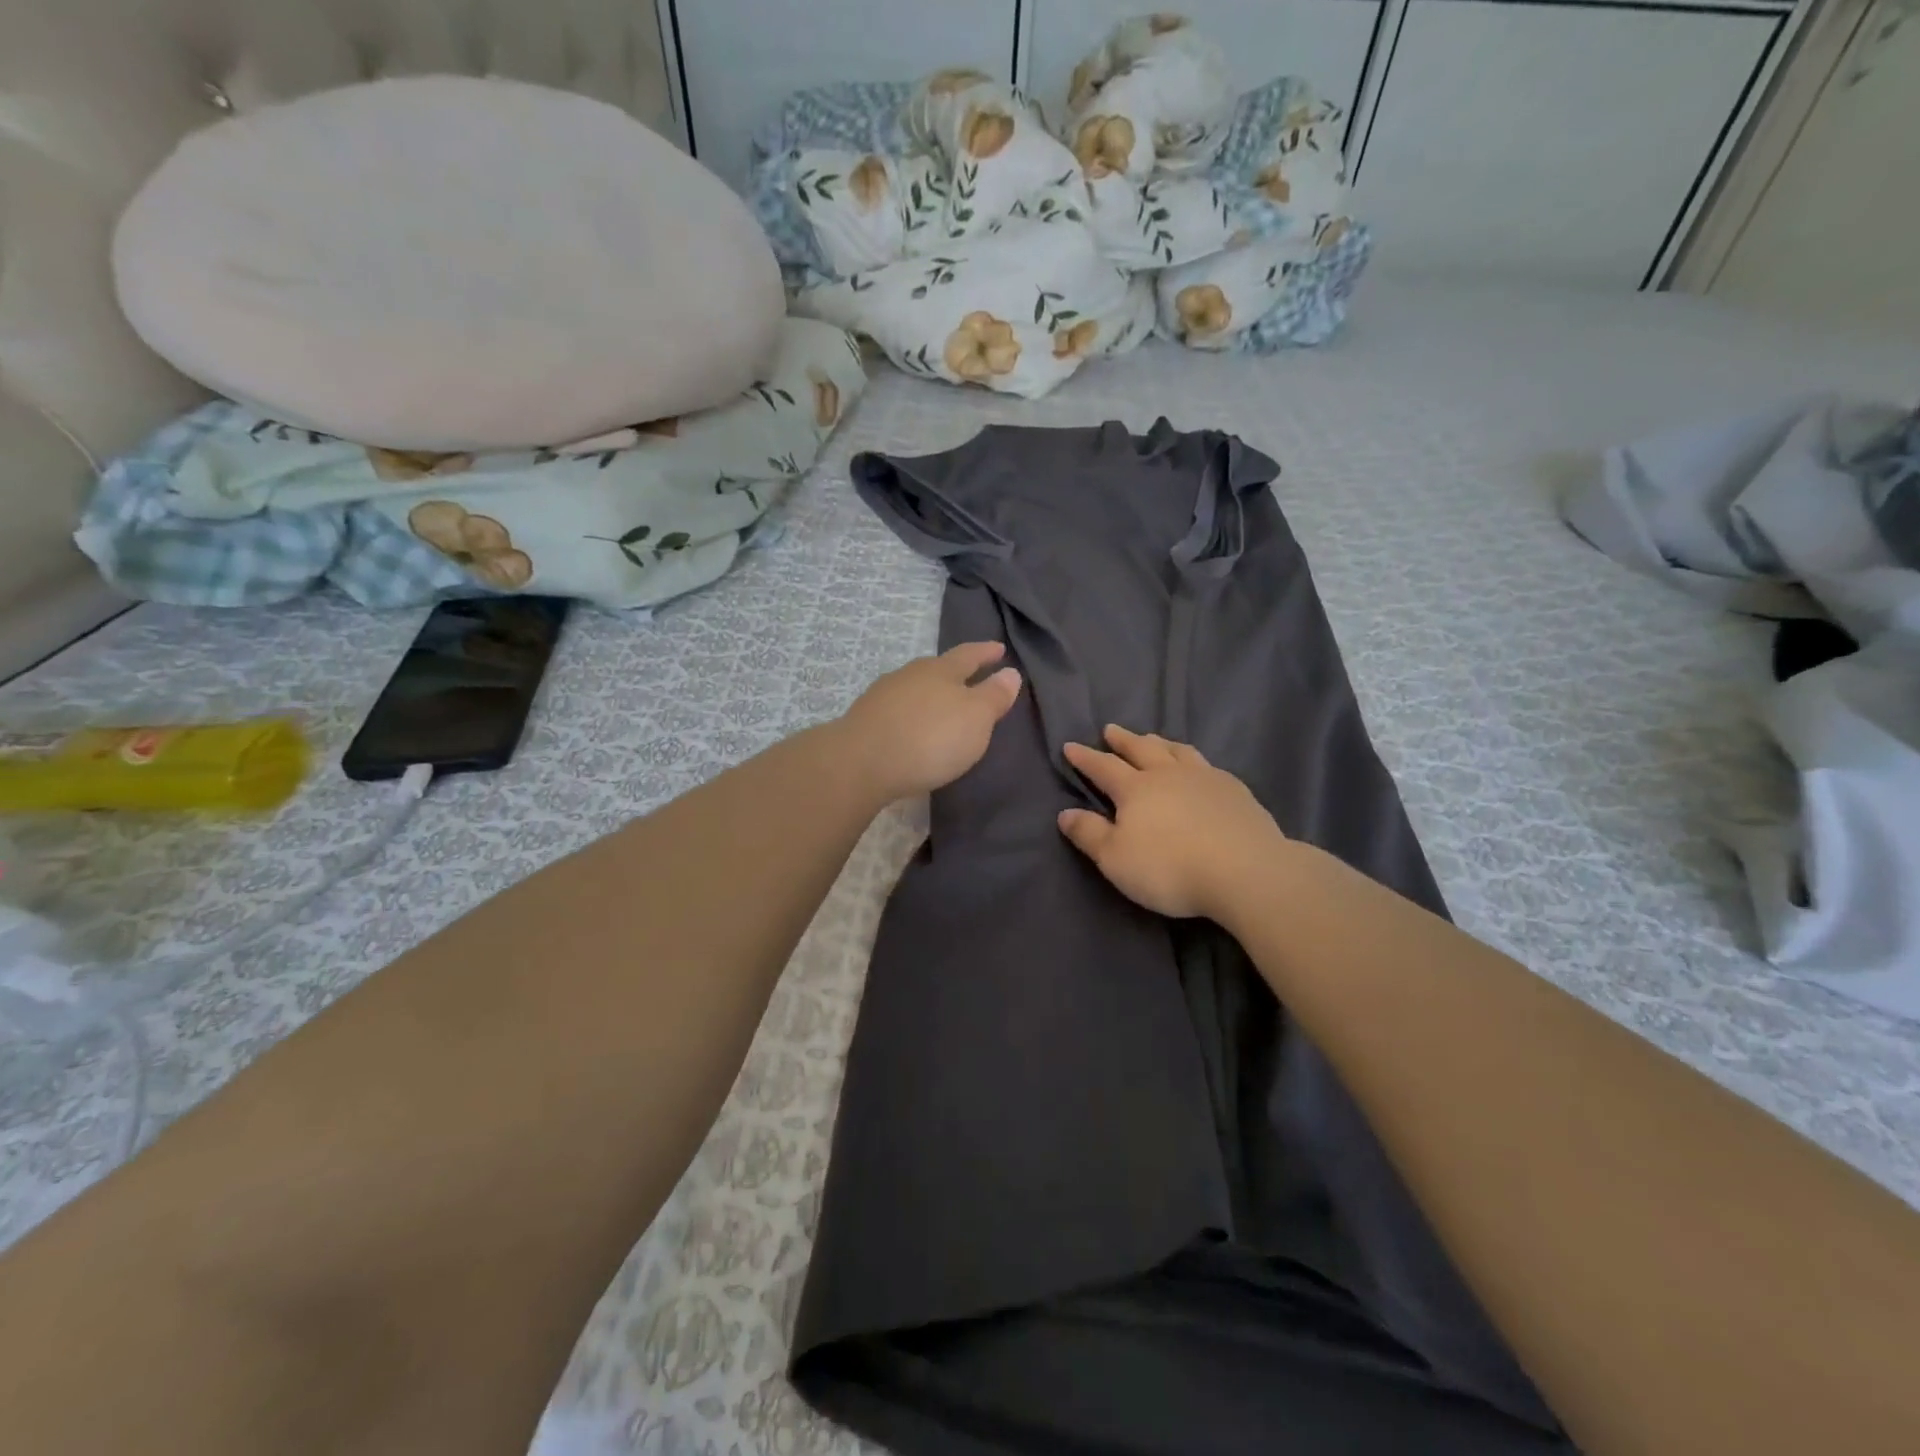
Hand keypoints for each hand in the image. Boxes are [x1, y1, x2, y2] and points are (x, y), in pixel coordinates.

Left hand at [838, 642, 1022, 800]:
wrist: (861, 763)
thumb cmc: (930, 738)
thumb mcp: (976, 718)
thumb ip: (994, 695)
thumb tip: (1011, 672)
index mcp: (941, 670)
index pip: (969, 654)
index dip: (986, 652)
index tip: (999, 648)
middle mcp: (910, 675)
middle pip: (937, 668)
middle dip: (954, 672)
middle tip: (970, 677)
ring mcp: (883, 696)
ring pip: (914, 688)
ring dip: (929, 694)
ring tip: (941, 706)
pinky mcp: (865, 719)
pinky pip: (897, 710)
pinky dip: (910, 715)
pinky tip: (912, 727)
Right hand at [1058, 726, 1285, 919]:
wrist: (1245, 871)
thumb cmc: (1170, 868)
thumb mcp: (1115, 859)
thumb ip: (1089, 834)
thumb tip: (1064, 813)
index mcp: (1135, 789)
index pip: (1103, 767)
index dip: (1085, 757)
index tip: (1070, 746)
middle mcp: (1168, 774)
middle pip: (1141, 749)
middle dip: (1122, 740)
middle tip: (1111, 729)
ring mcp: (1205, 778)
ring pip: (1177, 751)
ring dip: (1159, 743)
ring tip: (1152, 739)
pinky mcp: (1235, 790)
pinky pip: (1207, 765)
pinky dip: (1193, 760)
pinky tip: (1198, 768)